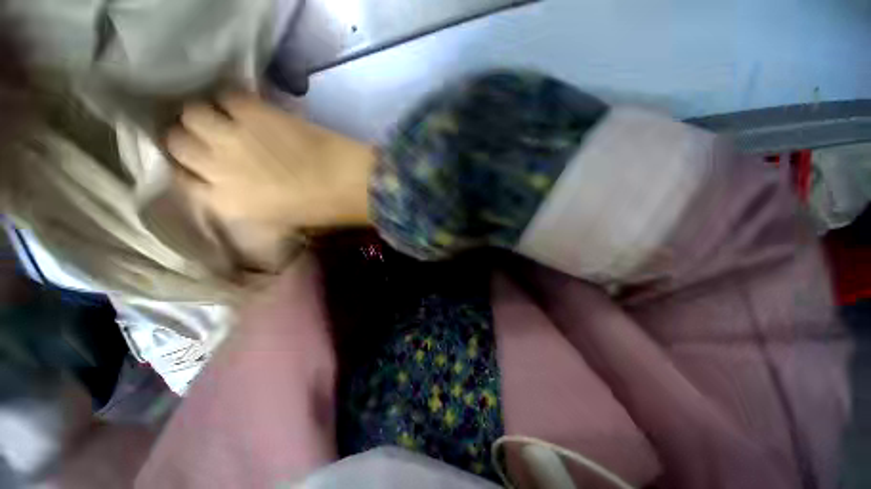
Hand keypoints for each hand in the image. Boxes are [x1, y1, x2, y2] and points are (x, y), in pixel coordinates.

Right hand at [166, 93, 375, 232]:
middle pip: (177, 142)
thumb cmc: (321, 210)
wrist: (348, 183)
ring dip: (205, 115)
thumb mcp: (278, 219)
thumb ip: (246, 203)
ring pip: (192, 113)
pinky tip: (247, 108)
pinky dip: (232, 99)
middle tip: (210, 136)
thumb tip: (231, 188)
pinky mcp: (254, 111)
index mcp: (225, 203)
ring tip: (224, 118)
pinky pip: (226, 95)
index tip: (200, 162)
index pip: (181, 180)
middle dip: (189, 138)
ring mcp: (232, 136)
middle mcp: (217, 168)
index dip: (189, 168)